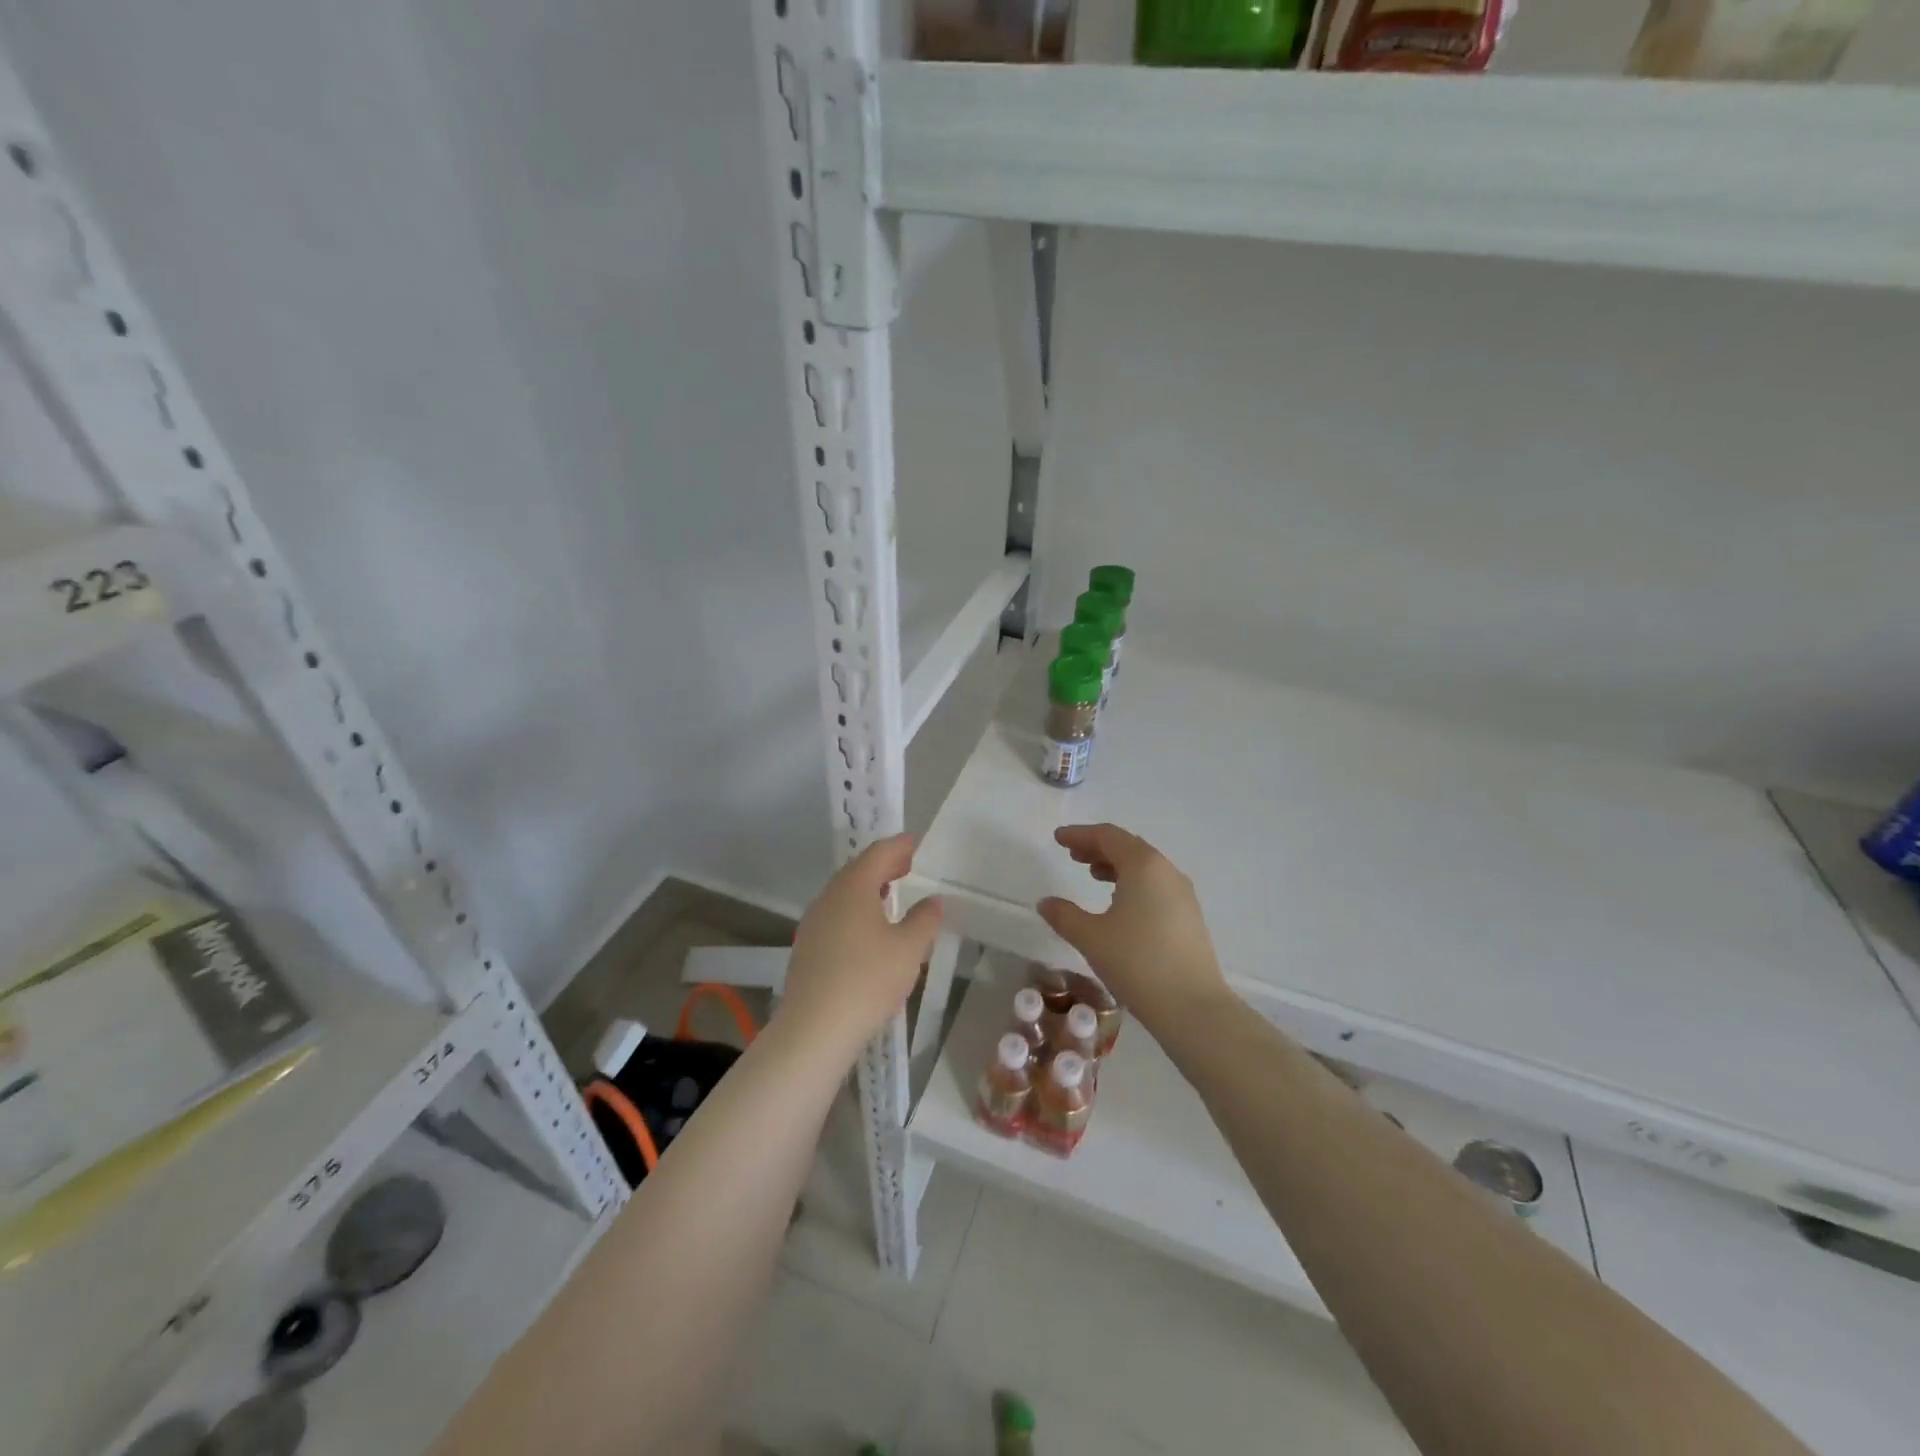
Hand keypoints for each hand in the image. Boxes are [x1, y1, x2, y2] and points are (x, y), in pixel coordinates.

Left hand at [779, 834, 942, 1061]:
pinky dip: (856, 911)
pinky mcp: (807, 948)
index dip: (898, 846)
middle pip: (858, 871)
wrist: (814, 1029)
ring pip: (844, 894)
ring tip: (891, 895)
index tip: (914, 843)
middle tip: (907, 865)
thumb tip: (933, 900)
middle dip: (883, 865)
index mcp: (853, 887)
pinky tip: (869, 930)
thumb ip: (924, 920)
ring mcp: (814, 923)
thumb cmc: (868, 980)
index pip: (878, 854)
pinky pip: (836, 916)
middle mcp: (829, 898)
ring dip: (869, 889)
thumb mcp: (909, 949)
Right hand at [1037, 824, 1230, 1036]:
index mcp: (1143, 866)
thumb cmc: (1137, 962)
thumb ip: (1064, 915)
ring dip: (1116, 865)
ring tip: (1092, 875)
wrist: (1192, 1007)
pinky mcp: (1189, 916)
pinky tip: (1119, 903)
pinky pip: (1156, 885)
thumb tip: (1045, 902)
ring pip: (1145, 867)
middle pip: (1128, 847)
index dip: (1080, 834)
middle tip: (1072, 855)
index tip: (1058, 839)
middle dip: (1098, 847)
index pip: (1108, 836)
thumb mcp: (1091, 937)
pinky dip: (1133, 883)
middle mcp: (1166, 872)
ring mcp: (1182, 894)